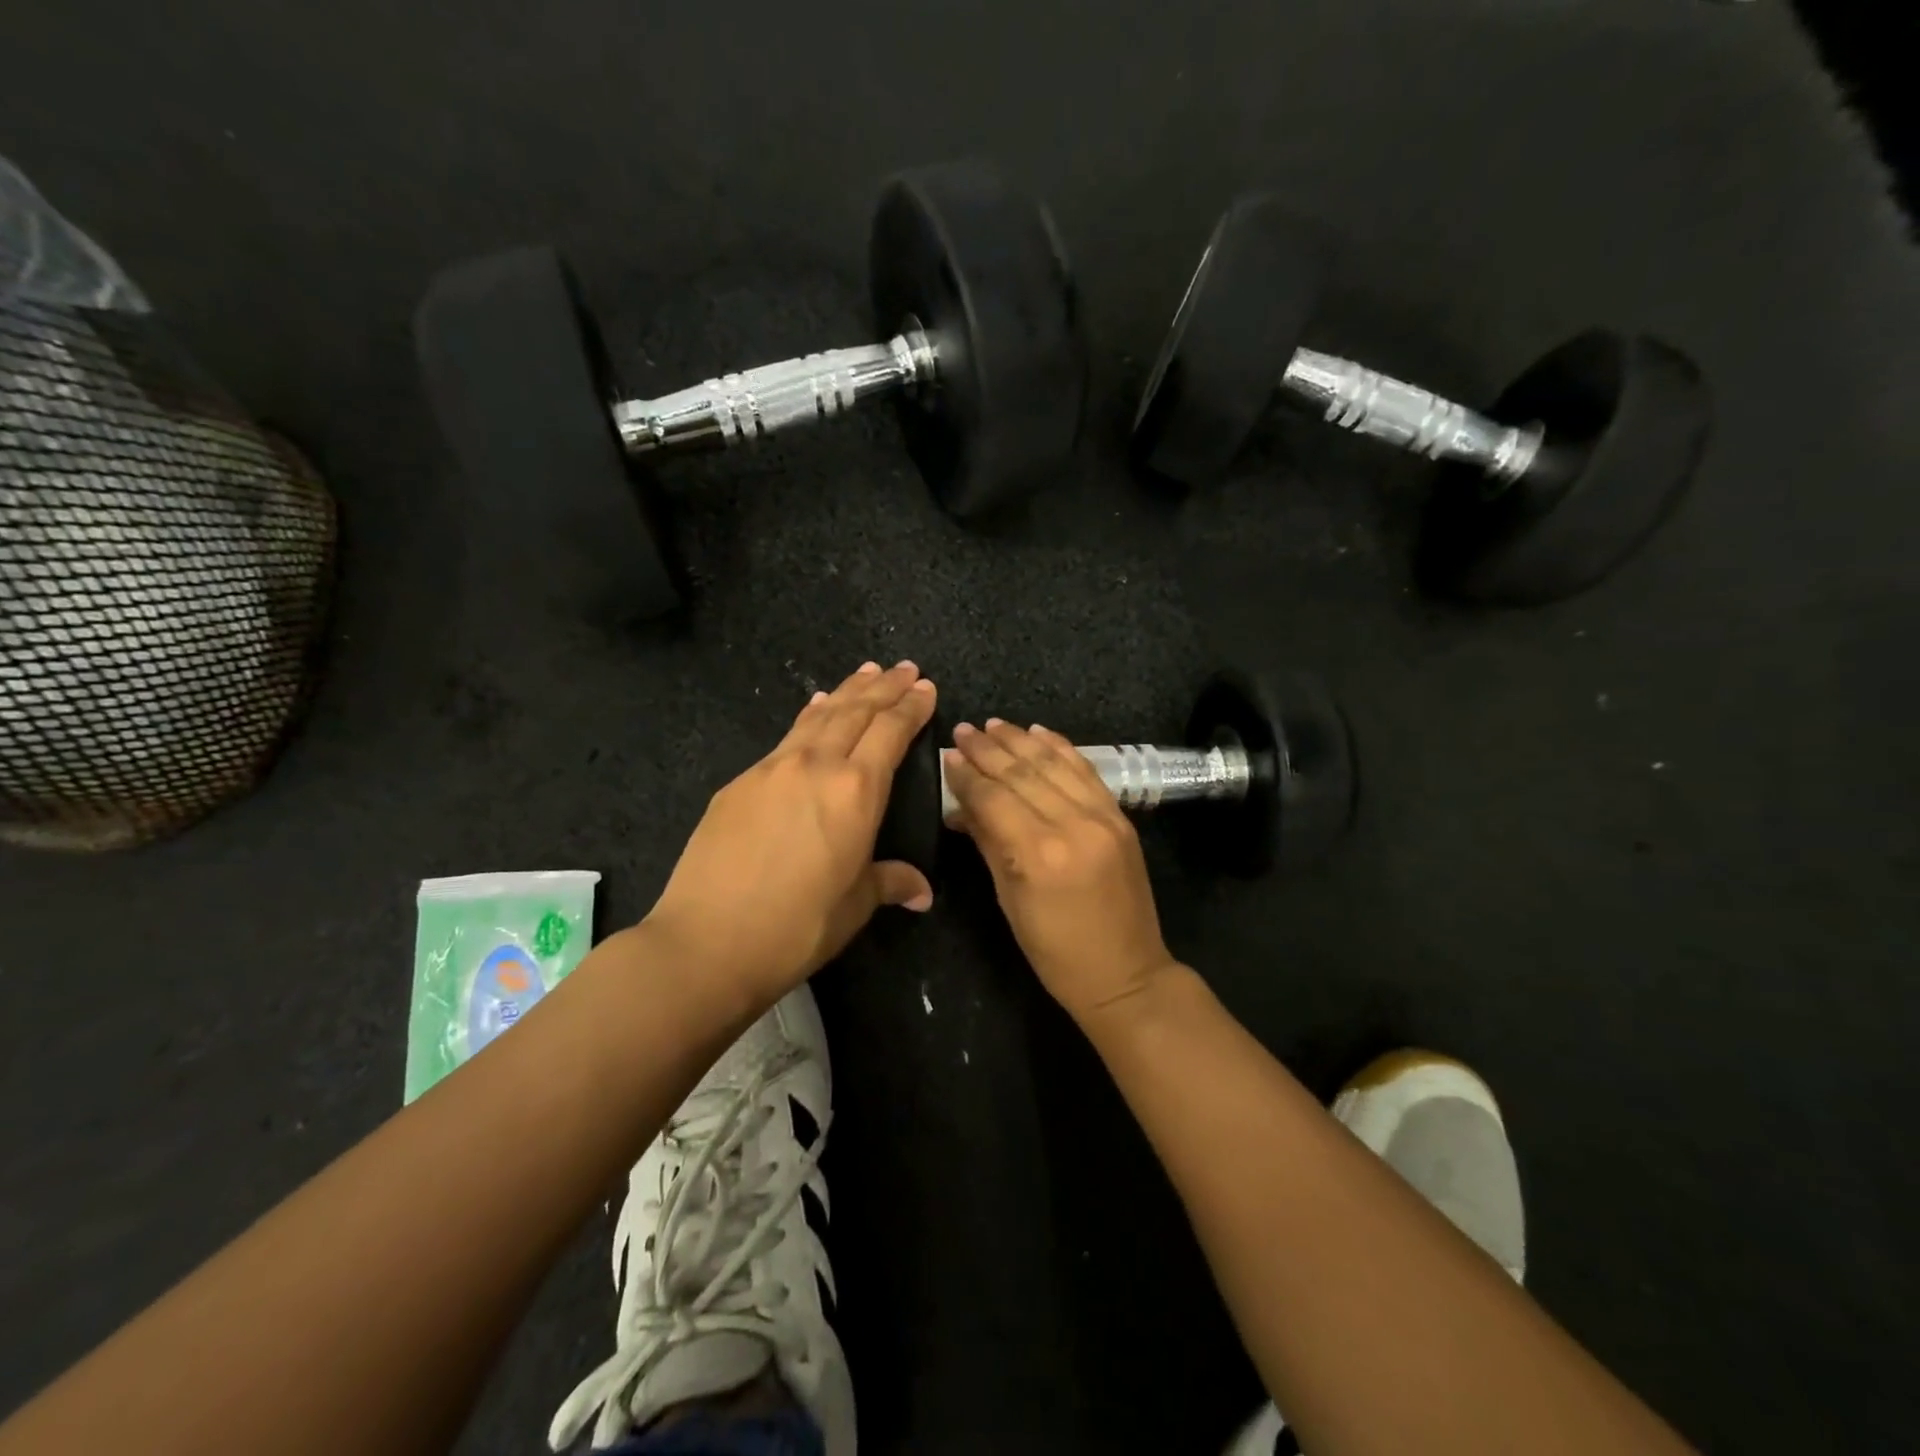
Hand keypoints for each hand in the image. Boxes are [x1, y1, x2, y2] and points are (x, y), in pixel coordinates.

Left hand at [645, 661, 937, 1007]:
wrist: (706, 941)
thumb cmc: (796, 927)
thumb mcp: (854, 905)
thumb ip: (889, 883)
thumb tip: (921, 893)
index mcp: (856, 791)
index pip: (891, 732)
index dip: (911, 708)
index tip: (925, 688)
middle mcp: (817, 766)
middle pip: (856, 712)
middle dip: (884, 687)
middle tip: (904, 668)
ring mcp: (772, 769)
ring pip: (819, 716)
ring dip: (847, 691)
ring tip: (866, 672)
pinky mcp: (739, 782)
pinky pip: (787, 737)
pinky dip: (809, 717)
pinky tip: (814, 710)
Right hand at [944, 719, 1176, 1023]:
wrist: (1126, 973)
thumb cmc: (1055, 952)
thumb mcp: (1010, 901)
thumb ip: (988, 844)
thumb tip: (961, 806)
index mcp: (1038, 853)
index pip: (993, 798)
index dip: (967, 775)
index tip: (948, 755)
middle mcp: (1072, 824)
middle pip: (1022, 774)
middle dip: (988, 749)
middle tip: (963, 730)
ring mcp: (1102, 817)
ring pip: (1054, 764)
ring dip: (1021, 740)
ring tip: (993, 725)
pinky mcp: (1120, 816)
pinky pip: (1086, 771)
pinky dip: (1060, 748)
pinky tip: (1039, 732)